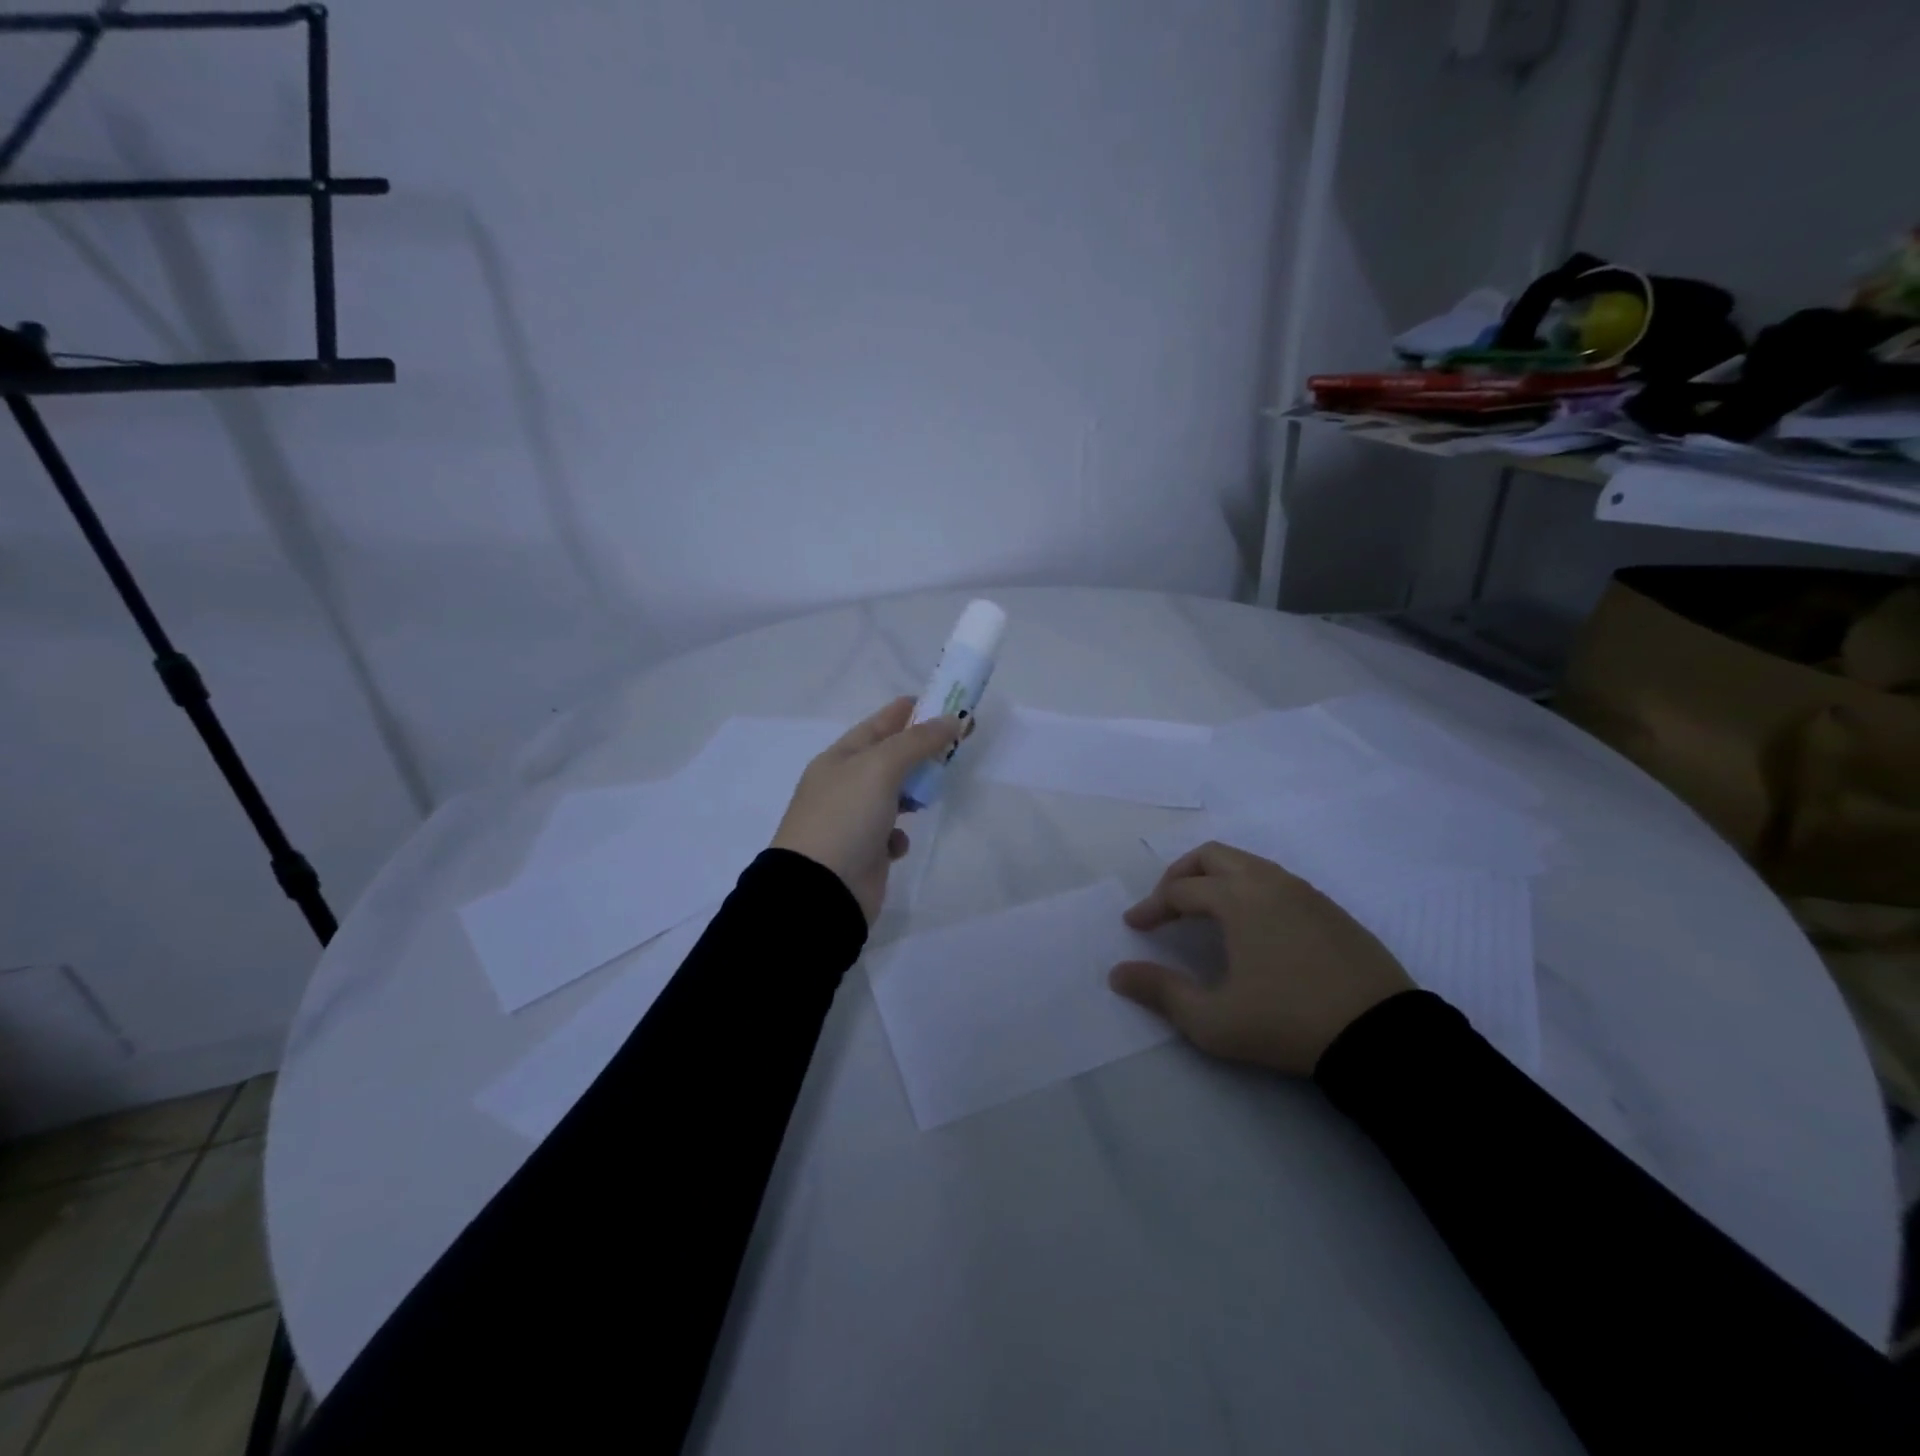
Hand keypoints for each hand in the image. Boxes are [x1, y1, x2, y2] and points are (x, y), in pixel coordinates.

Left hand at [771, 697, 964, 923]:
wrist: (820, 890)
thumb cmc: (845, 817)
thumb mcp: (880, 768)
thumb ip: (917, 741)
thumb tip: (951, 721)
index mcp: (839, 758)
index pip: (879, 723)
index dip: (911, 710)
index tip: (946, 704)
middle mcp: (845, 785)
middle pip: (891, 757)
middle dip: (922, 750)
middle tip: (959, 743)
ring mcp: (854, 819)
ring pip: (894, 795)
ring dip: (914, 792)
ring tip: (932, 792)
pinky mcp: (865, 852)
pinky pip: (891, 834)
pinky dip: (900, 835)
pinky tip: (898, 843)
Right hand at [1109, 841, 1413, 1075]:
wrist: (1381, 1036)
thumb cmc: (1287, 1022)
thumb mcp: (1213, 1020)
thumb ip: (1161, 992)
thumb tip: (1118, 973)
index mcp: (1237, 899)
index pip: (1180, 891)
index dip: (1151, 907)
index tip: (1134, 927)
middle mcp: (1268, 882)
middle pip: (1212, 856)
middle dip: (1181, 875)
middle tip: (1165, 904)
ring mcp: (1304, 892)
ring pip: (1247, 864)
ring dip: (1216, 879)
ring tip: (1204, 913)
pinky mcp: (1331, 909)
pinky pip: (1276, 881)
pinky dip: (1249, 889)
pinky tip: (1252, 926)